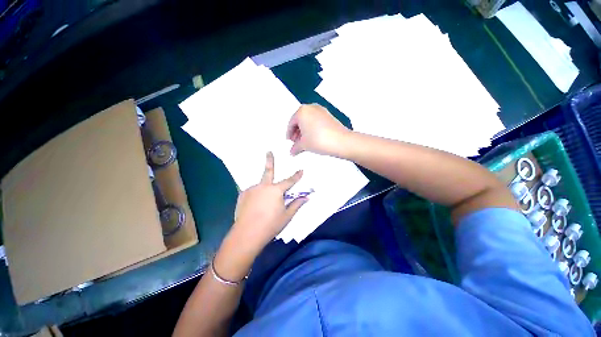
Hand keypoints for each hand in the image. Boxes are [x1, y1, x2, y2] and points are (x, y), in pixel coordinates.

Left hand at [214, 152, 306, 280]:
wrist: (247, 235)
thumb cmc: (270, 225)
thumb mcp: (287, 216)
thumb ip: (296, 204)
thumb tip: (306, 198)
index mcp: (276, 190)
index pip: (289, 181)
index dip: (296, 176)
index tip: (301, 170)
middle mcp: (263, 186)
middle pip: (268, 171)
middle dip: (270, 160)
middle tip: (268, 151)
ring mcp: (251, 189)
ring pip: (260, 187)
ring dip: (263, 191)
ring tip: (263, 205)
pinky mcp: (242, 195)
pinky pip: (252, 193)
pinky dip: (255, 197)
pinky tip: (254, 207)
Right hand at [286, 104, 350, 155]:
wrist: (341, 141)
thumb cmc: (319, 140)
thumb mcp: (304, 145)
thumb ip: (295, 147)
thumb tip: (292, 151)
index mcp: (302, 111)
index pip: (291, 123)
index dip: (289, 134)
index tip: (289, 141)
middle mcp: (311, 107)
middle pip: (300, 120)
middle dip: (297, 132)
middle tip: (296, 142)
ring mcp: (321, 110)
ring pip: (308, 120)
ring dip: (304, 130)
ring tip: (305, 141)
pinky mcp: (329, 115)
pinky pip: (316, 121)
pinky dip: (312, 128)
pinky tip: (313, 138)